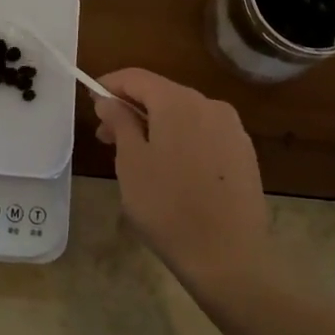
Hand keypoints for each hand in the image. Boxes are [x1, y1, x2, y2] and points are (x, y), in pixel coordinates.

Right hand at [92, 68, 271, 289]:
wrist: (229, 257)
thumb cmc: (168, 207)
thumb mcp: (131, 163)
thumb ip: (120, 123)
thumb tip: (109, 100)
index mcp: (178, 102)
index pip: (137, 77)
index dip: (110, 85)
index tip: (91, 101)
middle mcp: (210, 105)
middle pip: (162, 94)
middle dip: (132, 109)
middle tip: (106, 137)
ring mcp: (232, 129)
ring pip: (184, 115)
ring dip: (156, 126)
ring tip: (136, 157)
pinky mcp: (244, 154)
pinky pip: (203, 134)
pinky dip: (181, 140)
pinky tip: (170, 170)